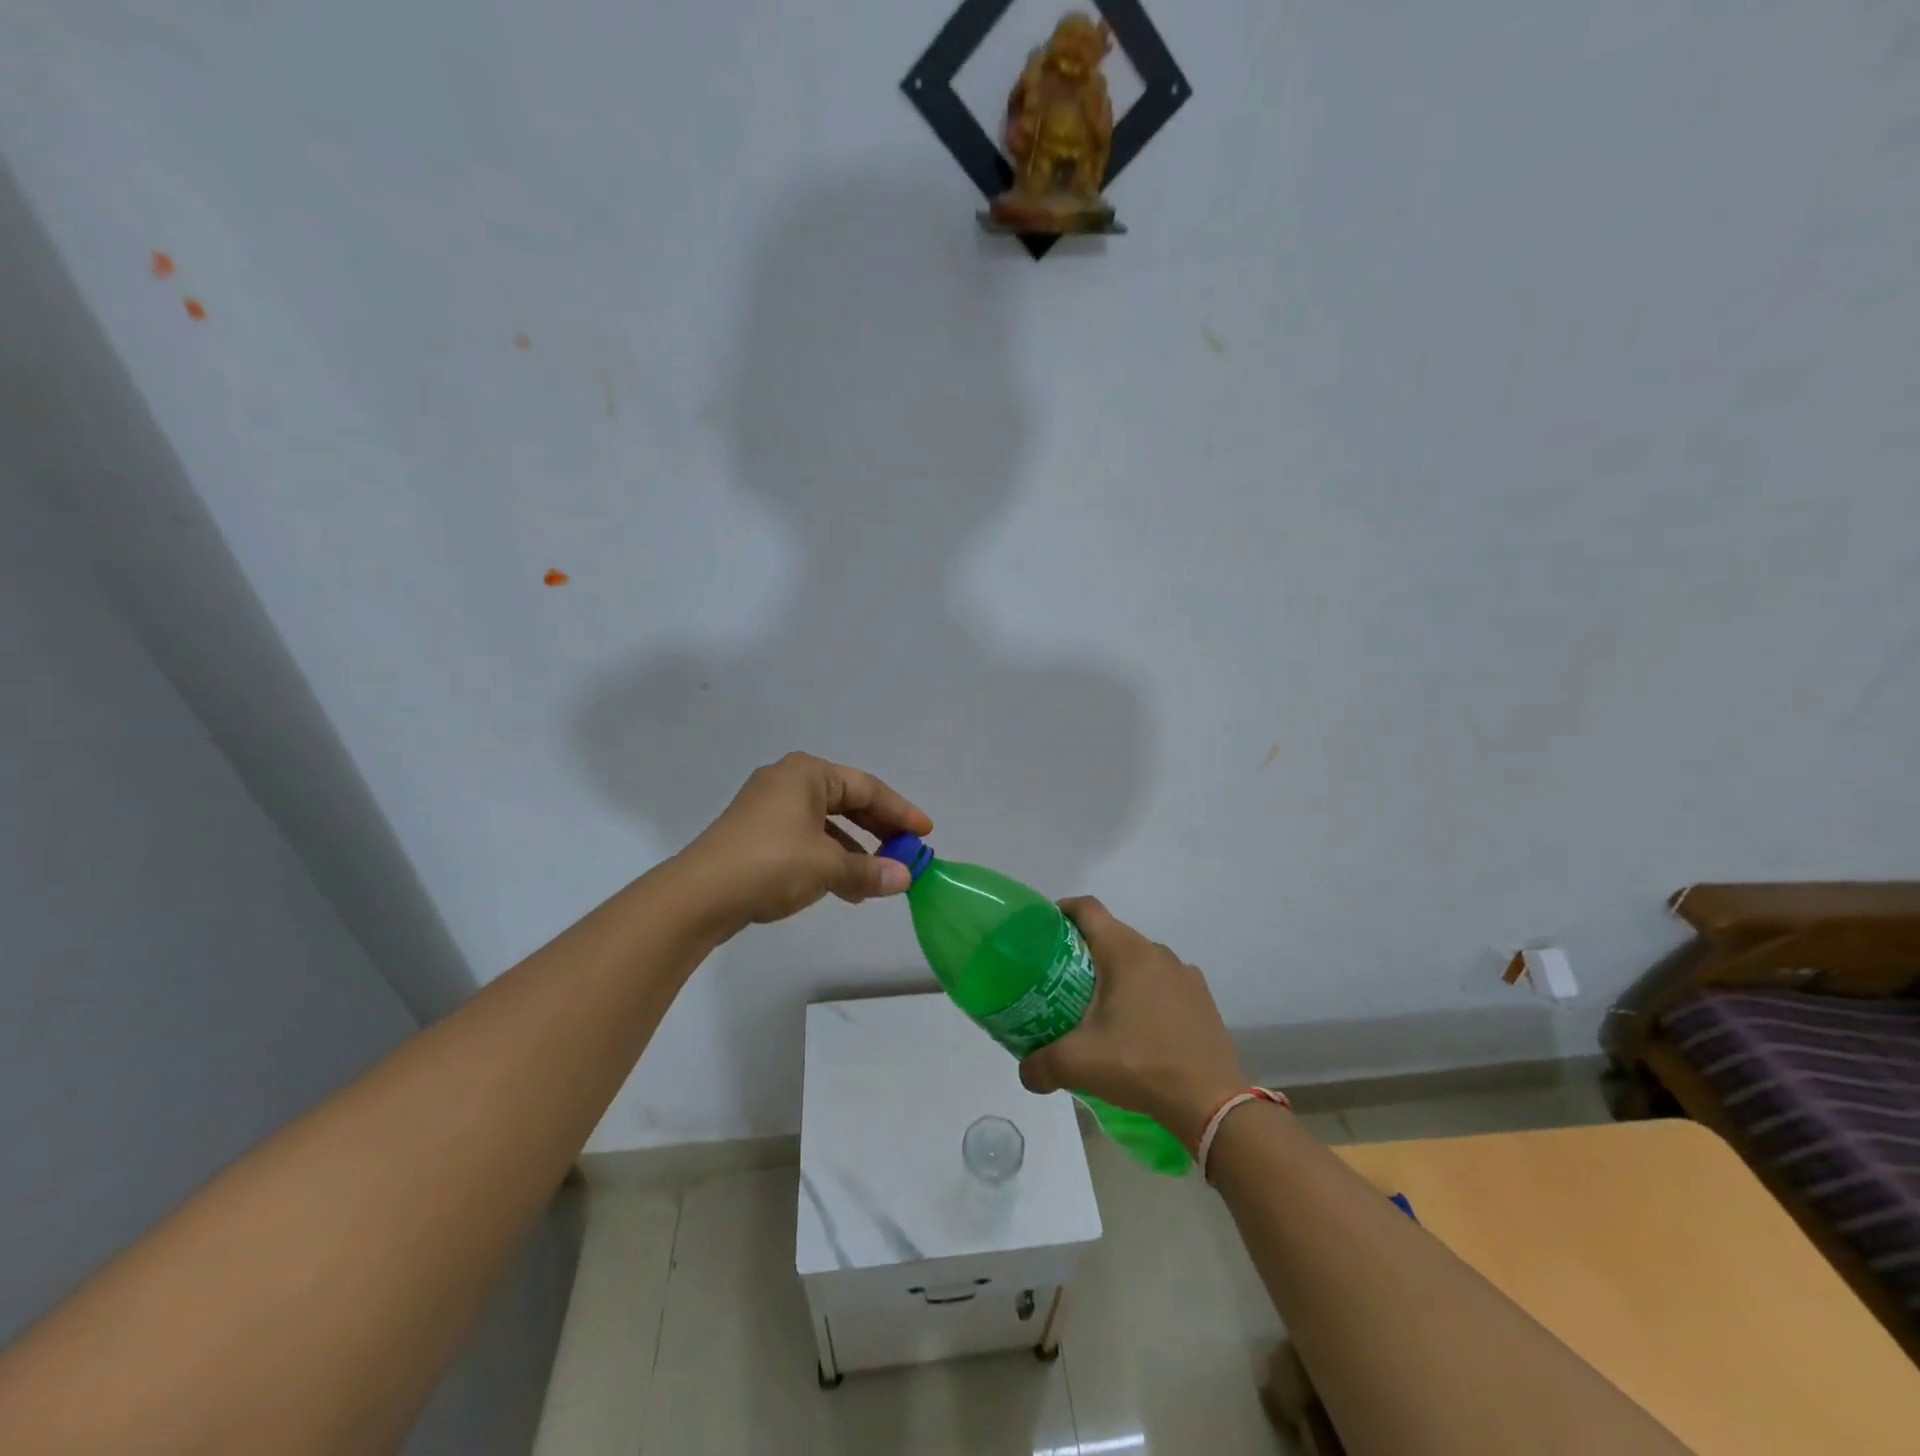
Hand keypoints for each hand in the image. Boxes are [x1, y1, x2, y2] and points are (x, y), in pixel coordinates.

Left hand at [676, 753, 932, 933]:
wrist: (699, 895)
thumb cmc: (771, 864)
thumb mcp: (828, 866)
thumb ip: (870, 870)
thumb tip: (905, 878)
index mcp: (807, 774)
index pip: (867, 788)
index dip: (900, 812)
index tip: (925, 833)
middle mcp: (788, 782)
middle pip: (847, 803)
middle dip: (878, 831)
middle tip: (906, 852)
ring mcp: (769, 809)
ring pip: (827, 826)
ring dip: (855, 852)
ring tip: (879, 880)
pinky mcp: (757, 836)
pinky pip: (806, 841)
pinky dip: (829, 860)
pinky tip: (845, 889)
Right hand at [1017, 898, 1247, 1151]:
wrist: (1210, 1101)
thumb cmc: (1140, 1064)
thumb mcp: (1078, 1064)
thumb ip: (1040, 1065)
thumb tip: (1025, 1072)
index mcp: (1124, 952)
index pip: (1087, 909)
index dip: (1062, 911)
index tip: (1044, 931)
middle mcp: (1155, 951)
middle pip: (1111, 934)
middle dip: (1084, 950)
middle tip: (1062, 980)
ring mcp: (1183, 973)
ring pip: (1138, 958)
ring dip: (1117, 973)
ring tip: (1100, 1007)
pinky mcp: (1201, 997)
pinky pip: (1163, 981)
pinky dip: (1145, 992)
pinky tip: (1139, 1026)